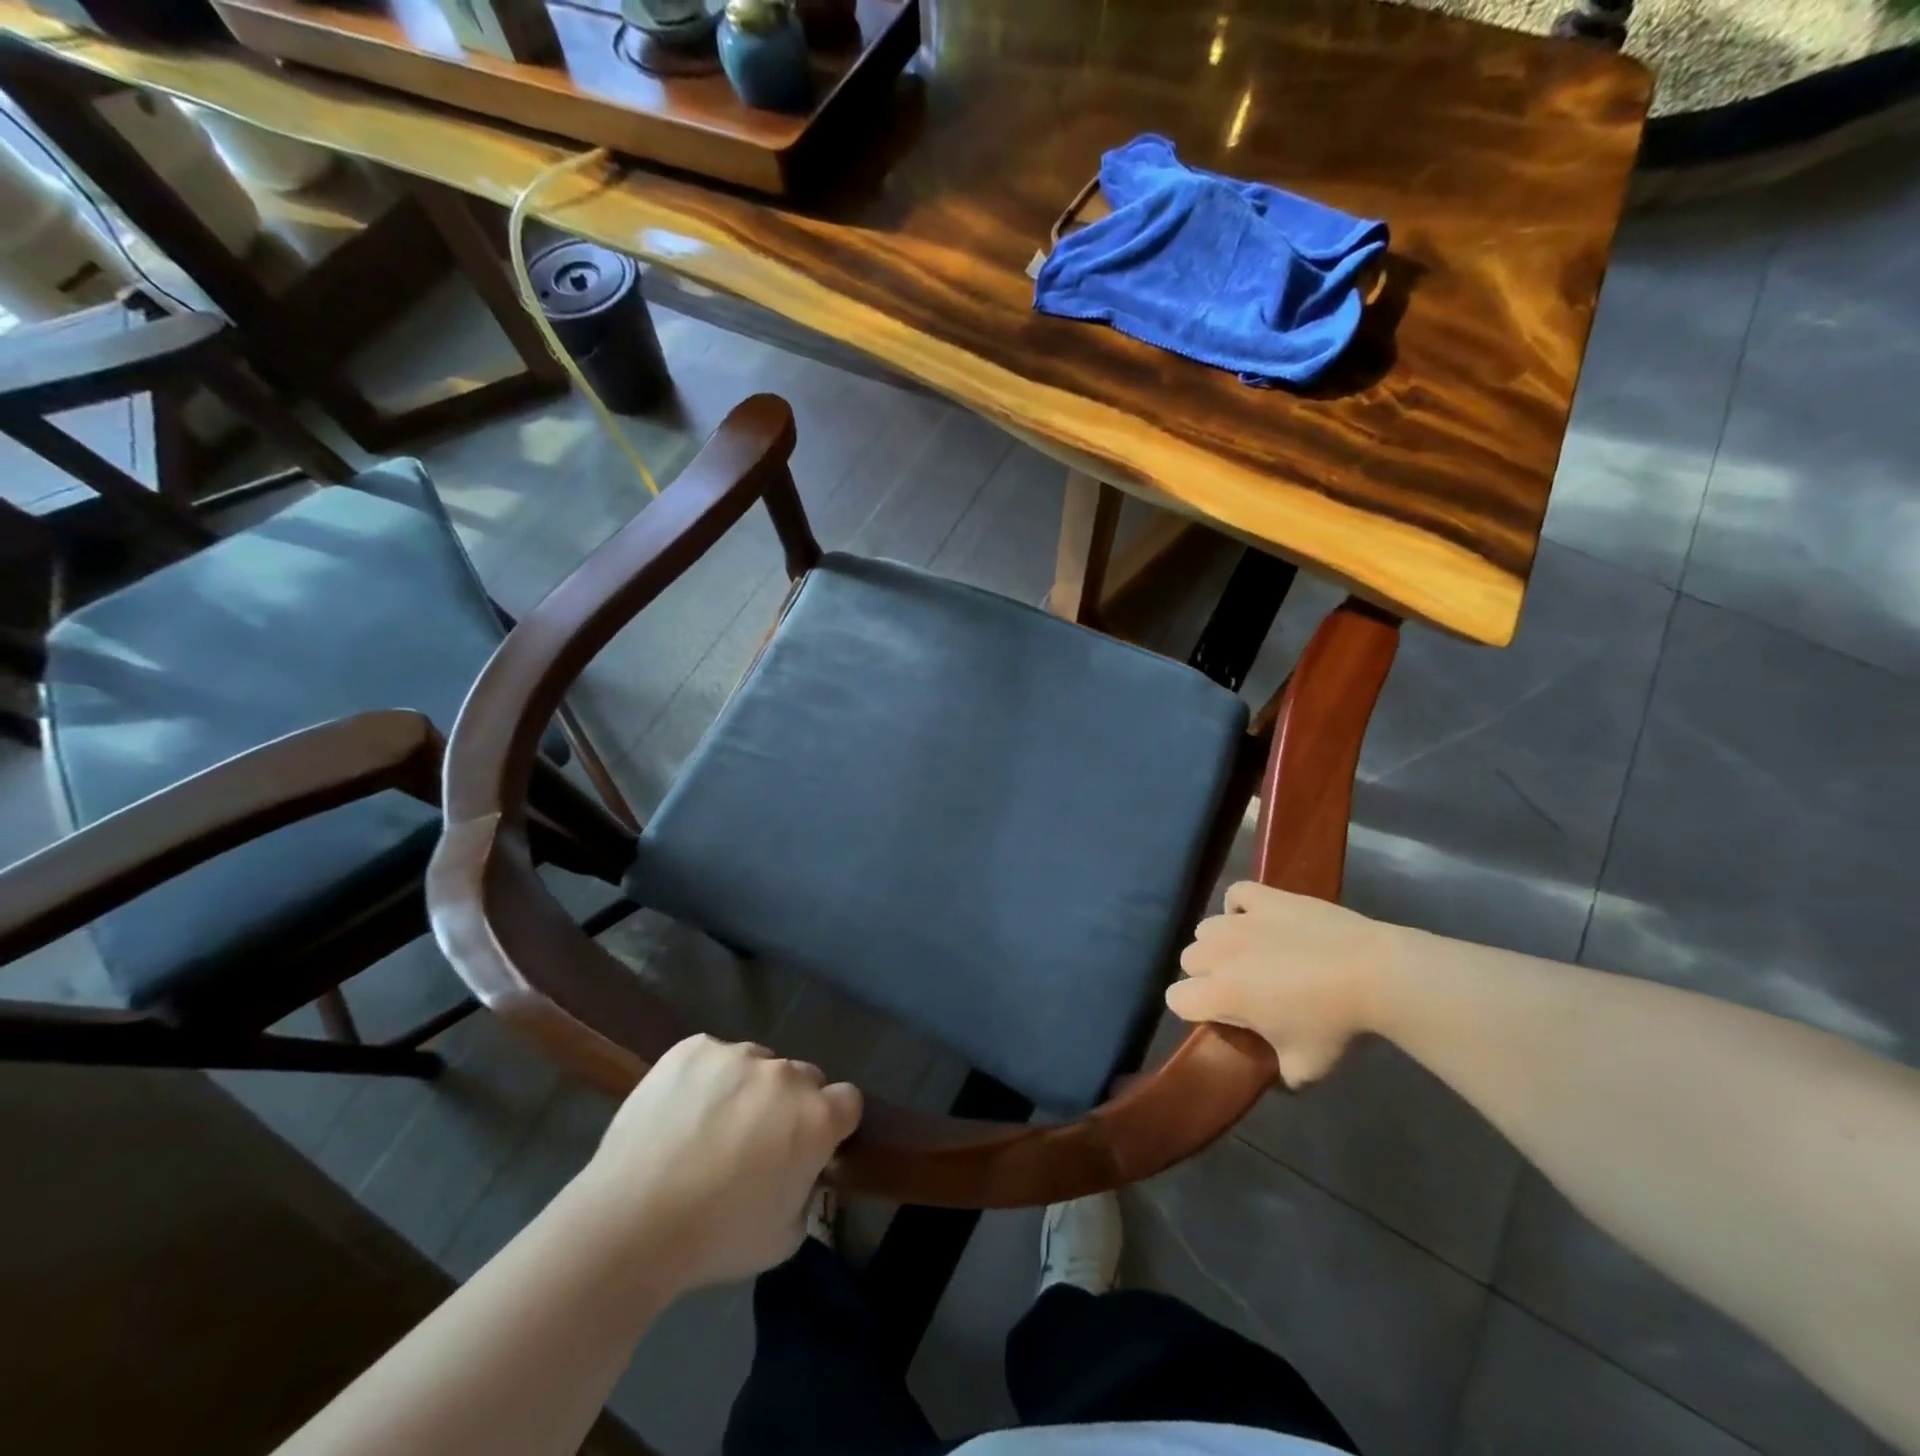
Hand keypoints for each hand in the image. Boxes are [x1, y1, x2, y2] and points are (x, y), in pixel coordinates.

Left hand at [583, 1035, 861, 1289]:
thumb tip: (799, 1171)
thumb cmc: (715, 1240)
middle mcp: (784, 1075)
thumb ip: (806, 1190)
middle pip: (804, 1078)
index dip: (834, 1123)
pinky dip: (705, 1078)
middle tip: (756, 1143)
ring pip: (757, 1064)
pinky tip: (680, 1112)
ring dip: (746, 1089)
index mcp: (816, 1118)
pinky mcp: (694, 1048)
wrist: (630, 1223)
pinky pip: (713, 1056)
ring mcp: (737, 1054)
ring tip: (708, 1128)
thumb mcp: (785, 1236)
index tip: (810, 1146)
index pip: (848, 1100)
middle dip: (789, 1105)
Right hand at [1166, 881, 1394, 1087]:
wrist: (1372, 972)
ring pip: (1207, 929)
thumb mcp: (1306, 1066)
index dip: (1193, 1010)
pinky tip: (1258, 920)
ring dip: (1221, 943)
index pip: (1176, 999)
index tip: (1220, 1016)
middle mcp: (1219, 953)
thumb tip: (1279, 1075)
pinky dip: (1241, 907)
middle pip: (1189, 960)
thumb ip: (1281, 1073)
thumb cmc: (1334, 1022)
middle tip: (1241, 987)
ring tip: (1251, 954)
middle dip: (1206, 975)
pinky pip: (1237, 895)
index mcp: (1221, 993)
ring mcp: (1240, 920)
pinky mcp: (1265, 897)